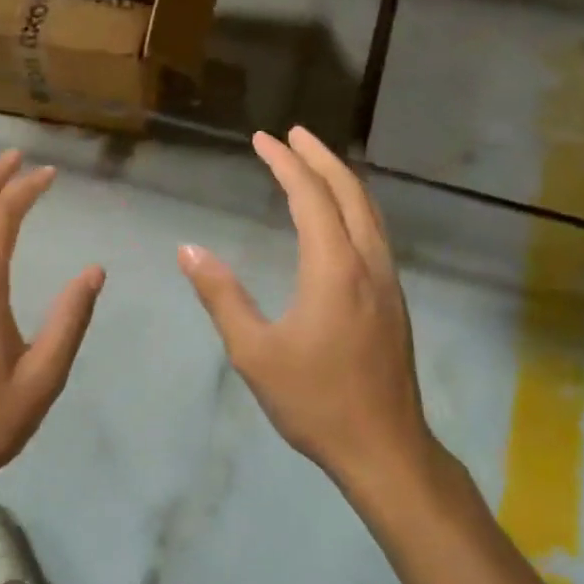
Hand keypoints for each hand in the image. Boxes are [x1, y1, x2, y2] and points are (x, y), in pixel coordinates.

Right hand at [178, 127, 430, 490]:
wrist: (386, 449)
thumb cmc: (315, 400)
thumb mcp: (254, 351)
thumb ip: (221, 296)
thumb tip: (188, 250)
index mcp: (334, 268)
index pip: (310, 197)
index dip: (285, 163)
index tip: (263, 139)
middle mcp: (367, 262)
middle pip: (349, 192)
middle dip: (320, 157)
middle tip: (292, 134)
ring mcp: (388, 280)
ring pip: (369, 210)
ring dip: (341, 179)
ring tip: (315, 161)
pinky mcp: (394, 298)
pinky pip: (375, 231)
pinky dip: (354, 205)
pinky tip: (340, 216)